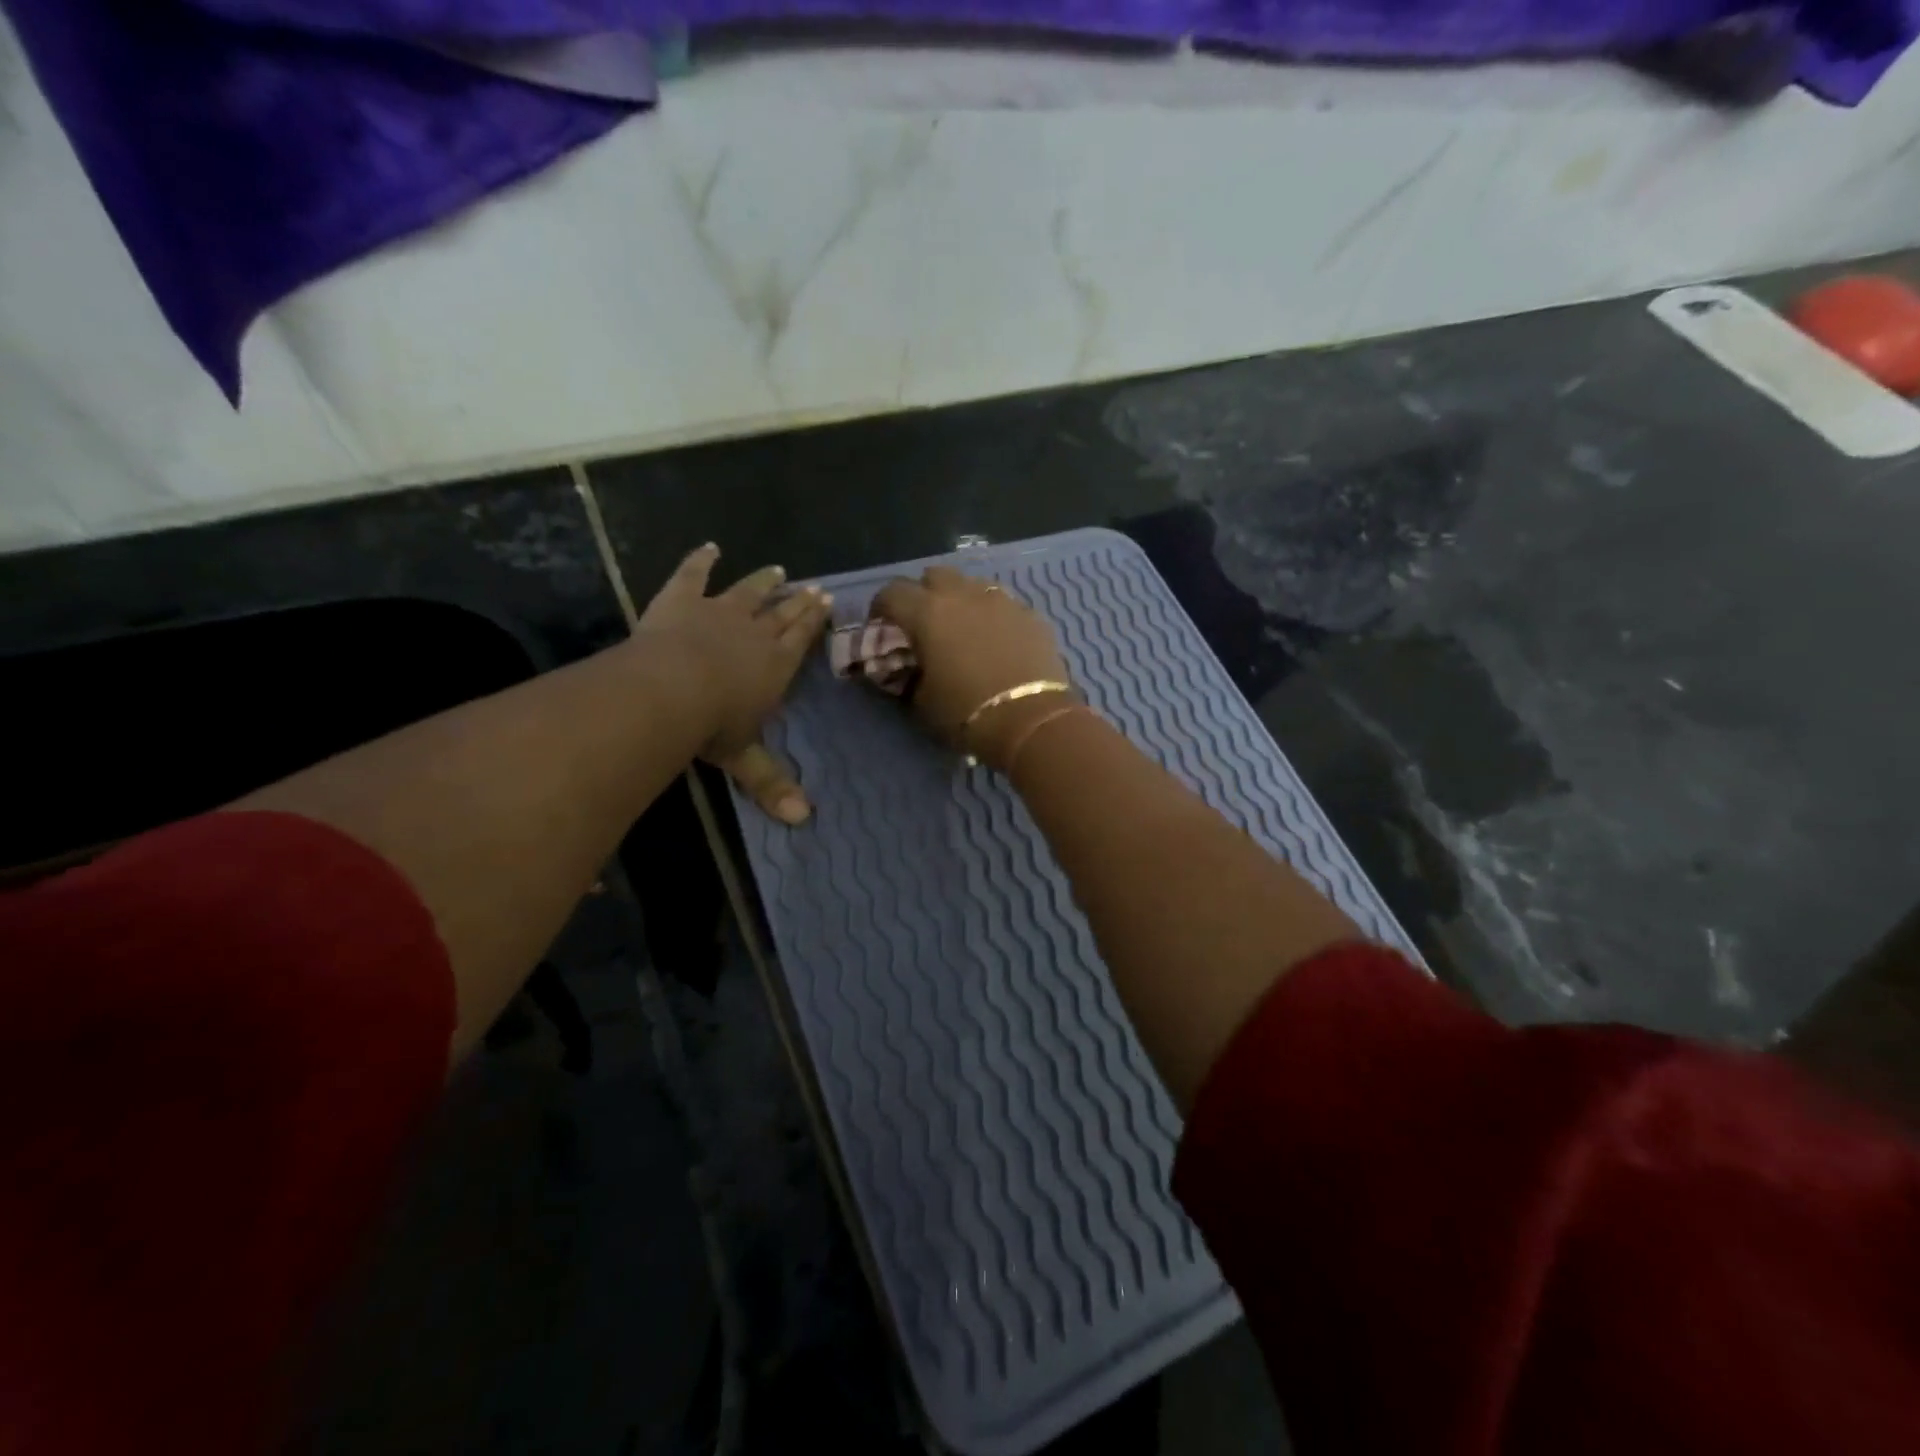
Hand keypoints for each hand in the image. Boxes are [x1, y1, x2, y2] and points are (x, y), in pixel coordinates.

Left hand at [636, 543, 831, 823]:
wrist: (668, 691)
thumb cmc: (712, 726)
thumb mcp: (744, 758)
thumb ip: (771, 784)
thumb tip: (803, 821)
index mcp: (775, 665)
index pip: (801, 638)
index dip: (814, 620)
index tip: (827, 600)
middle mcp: (754, 633)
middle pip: (781, 612)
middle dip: (798, 600)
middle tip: (814, 587)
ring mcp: (718, 612)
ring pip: (747, 591)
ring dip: (762, 581)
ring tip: (778, 570)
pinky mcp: (681, 600)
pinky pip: (693, 574)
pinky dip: (701, 560)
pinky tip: (710, 547)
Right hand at [870, 566, 1070, 768]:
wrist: (1031, 720)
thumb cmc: (967, 713)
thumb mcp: (922, 702)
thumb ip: (911, 676)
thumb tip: (911, 669)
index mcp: (928, 613)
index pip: (892, 592)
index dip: (881, 607)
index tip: (881, 625)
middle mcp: (963, 595)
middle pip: (934, 575)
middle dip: (923, 593)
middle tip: (923, 622)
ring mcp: (1002, 600)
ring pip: (973, 584)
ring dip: (961, 599)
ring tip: (962, 626)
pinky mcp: (1031, 614)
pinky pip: (1004, 603)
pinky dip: (992, 615)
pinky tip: (996, 639)